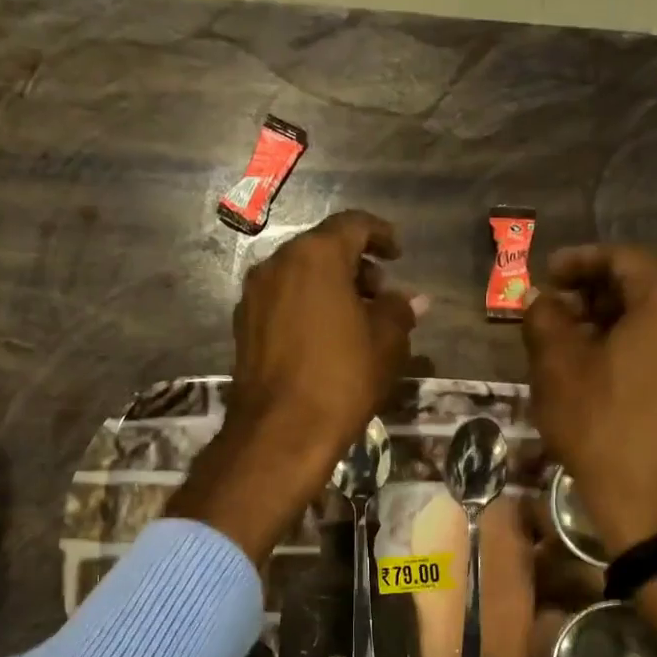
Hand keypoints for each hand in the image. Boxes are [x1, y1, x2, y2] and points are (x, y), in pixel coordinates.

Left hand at [171, 211, 420, 565]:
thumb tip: (413, 300)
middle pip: (322, 248)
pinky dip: (306, 304)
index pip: (353, 225)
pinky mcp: (243, 325)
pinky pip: (282, 300)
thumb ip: (399, 311)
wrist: (280, 432)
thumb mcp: (385, 343)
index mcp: (315, 256)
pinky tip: (325, 336)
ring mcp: (254, 295)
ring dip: (329, 286)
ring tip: (356, 318)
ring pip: (299, 274)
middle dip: (355, 265)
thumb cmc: (341, 379)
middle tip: (380, 293)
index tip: (398, 254)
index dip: (380, 235)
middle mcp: (277, 264)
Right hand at [523, 244, 656, 656]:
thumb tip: (536, 296)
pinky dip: (635, 354)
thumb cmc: (605, 427)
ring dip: (612, 328)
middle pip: (642, 290)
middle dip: (592, 298)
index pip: (621, 259)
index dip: (576, 262)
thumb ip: (544, 318)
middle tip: (552, 315)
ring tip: (571, 350)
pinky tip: (603, 379)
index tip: (545, 276)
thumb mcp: (559, 368)